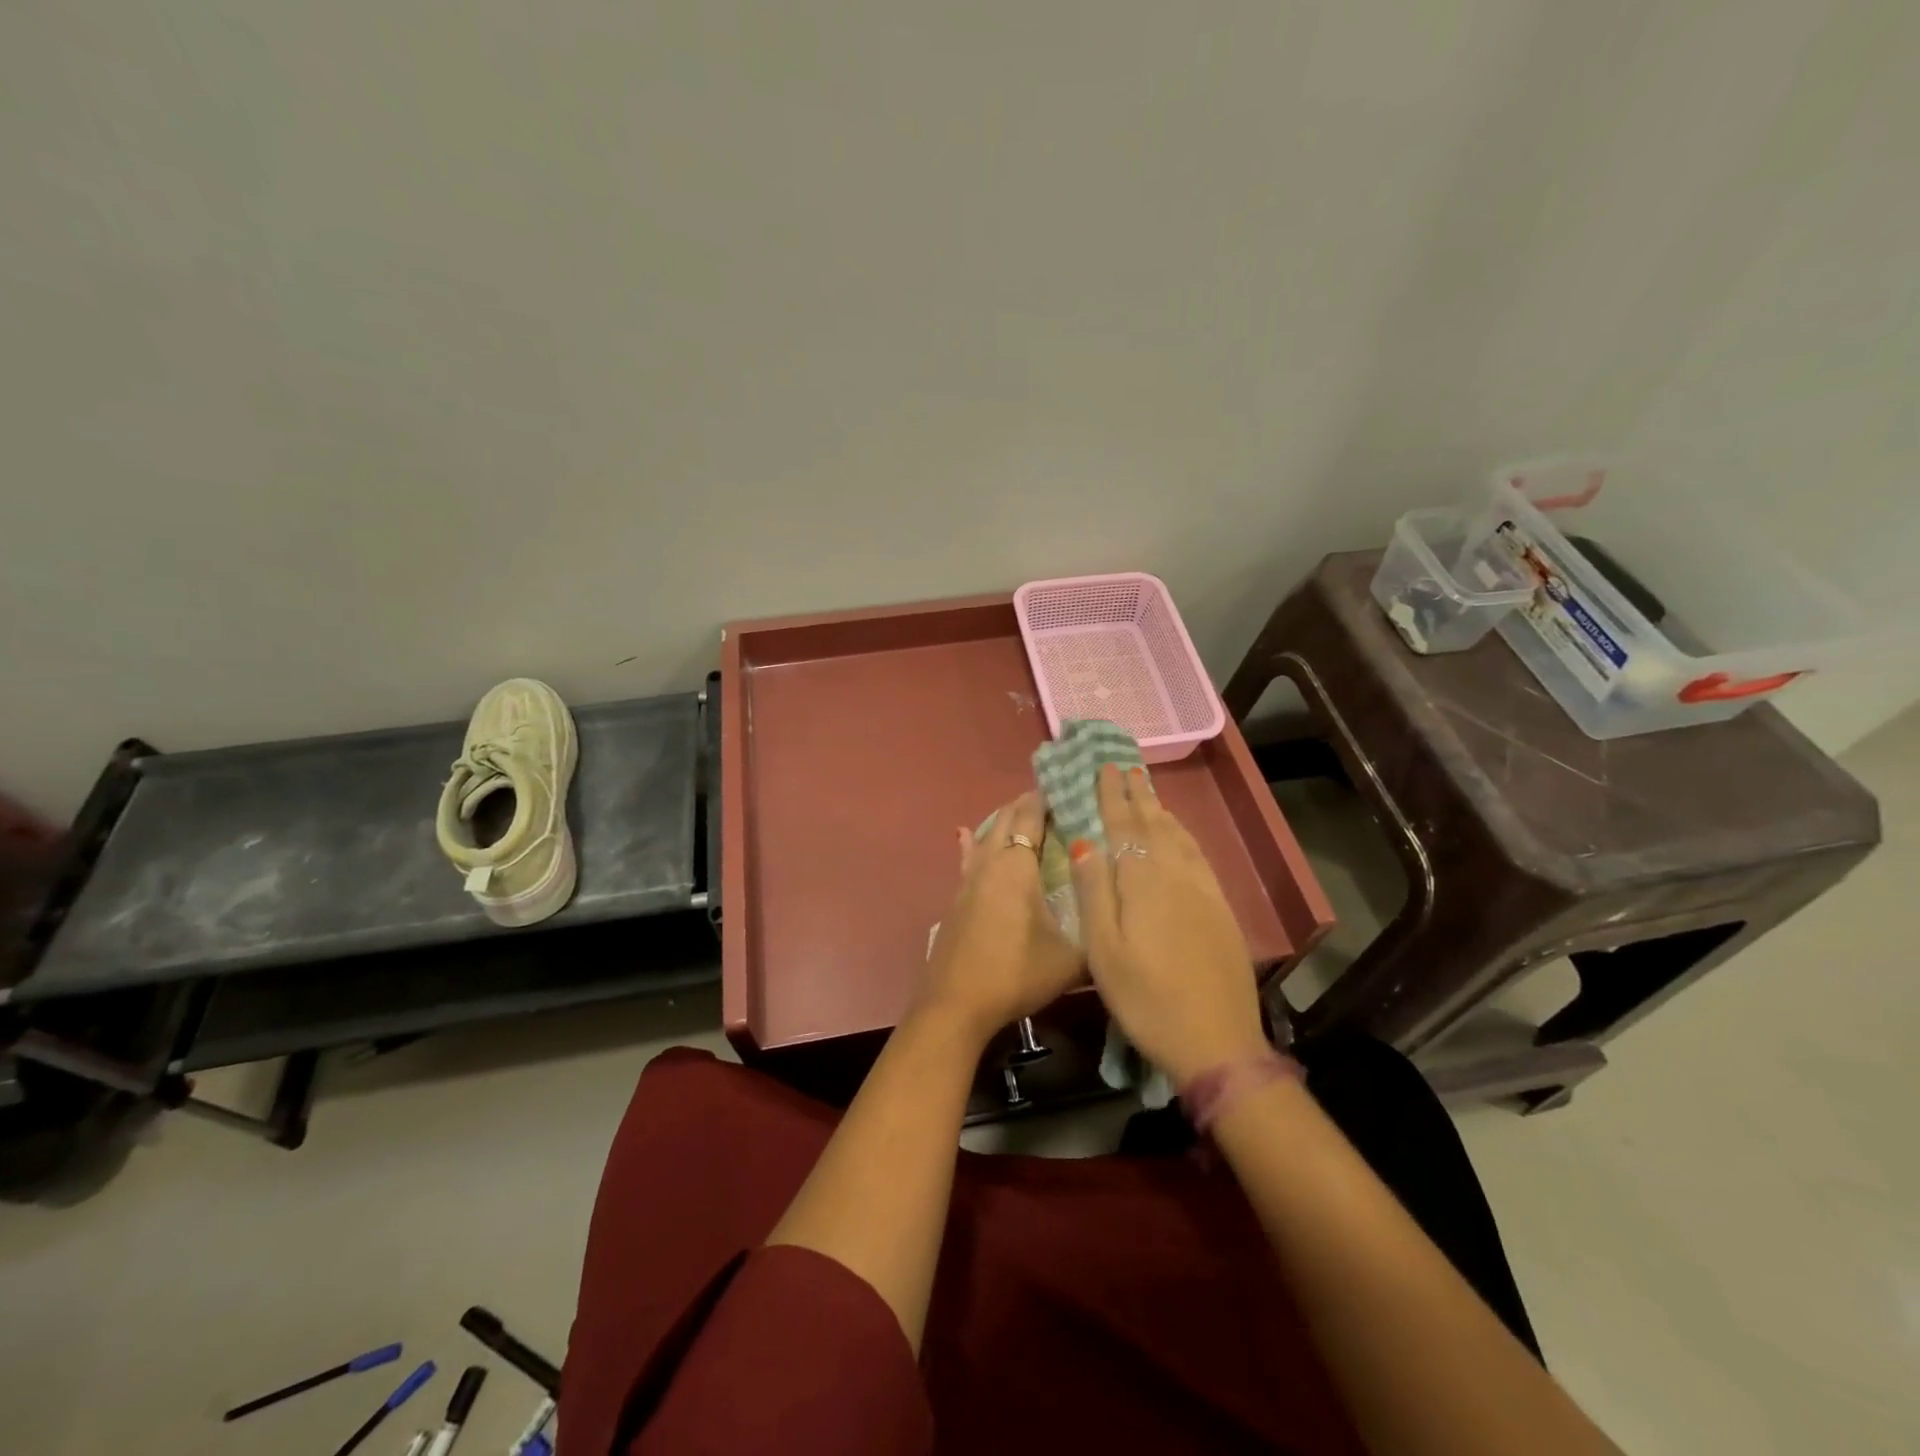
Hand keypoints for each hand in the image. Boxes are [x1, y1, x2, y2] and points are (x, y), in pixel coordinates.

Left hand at [915, 791, 1083, 1045]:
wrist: (956, 1003)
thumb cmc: (1016, 973)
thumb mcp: (1071, 960)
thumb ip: (1096, 936)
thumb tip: (1118, 921)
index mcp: (1017, 867)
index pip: (1030, 819)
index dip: (1044, 800)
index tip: (1061, 786)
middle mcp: (990, 864)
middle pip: (1005, 820)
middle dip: (1025, 806)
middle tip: (1048, 799)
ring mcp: (968, 881)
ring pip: (984, 836)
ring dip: (1001, 822)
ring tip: (1017, 813)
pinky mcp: (956, 900)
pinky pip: (968, 858)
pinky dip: (973, 843)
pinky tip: (964, 835)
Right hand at [1070, 764, 1267, 1084]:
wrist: (1217, 1042)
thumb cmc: (1146, 999)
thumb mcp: (1104, 950)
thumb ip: (1094, 892)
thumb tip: (1083, 841)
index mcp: (1144, 882)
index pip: (1124, 827)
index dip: (1112, 796)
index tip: (1104, 767)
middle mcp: (1176, 875)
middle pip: (1154, 825)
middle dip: (1137, 794)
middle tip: (1126, 766)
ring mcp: (1204, 891)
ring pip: (1179, 838)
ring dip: (1160, 811)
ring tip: (1148, 792)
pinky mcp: (1220, 910)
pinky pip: (1197, 857)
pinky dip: (1183, 837)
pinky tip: (1179, 838)